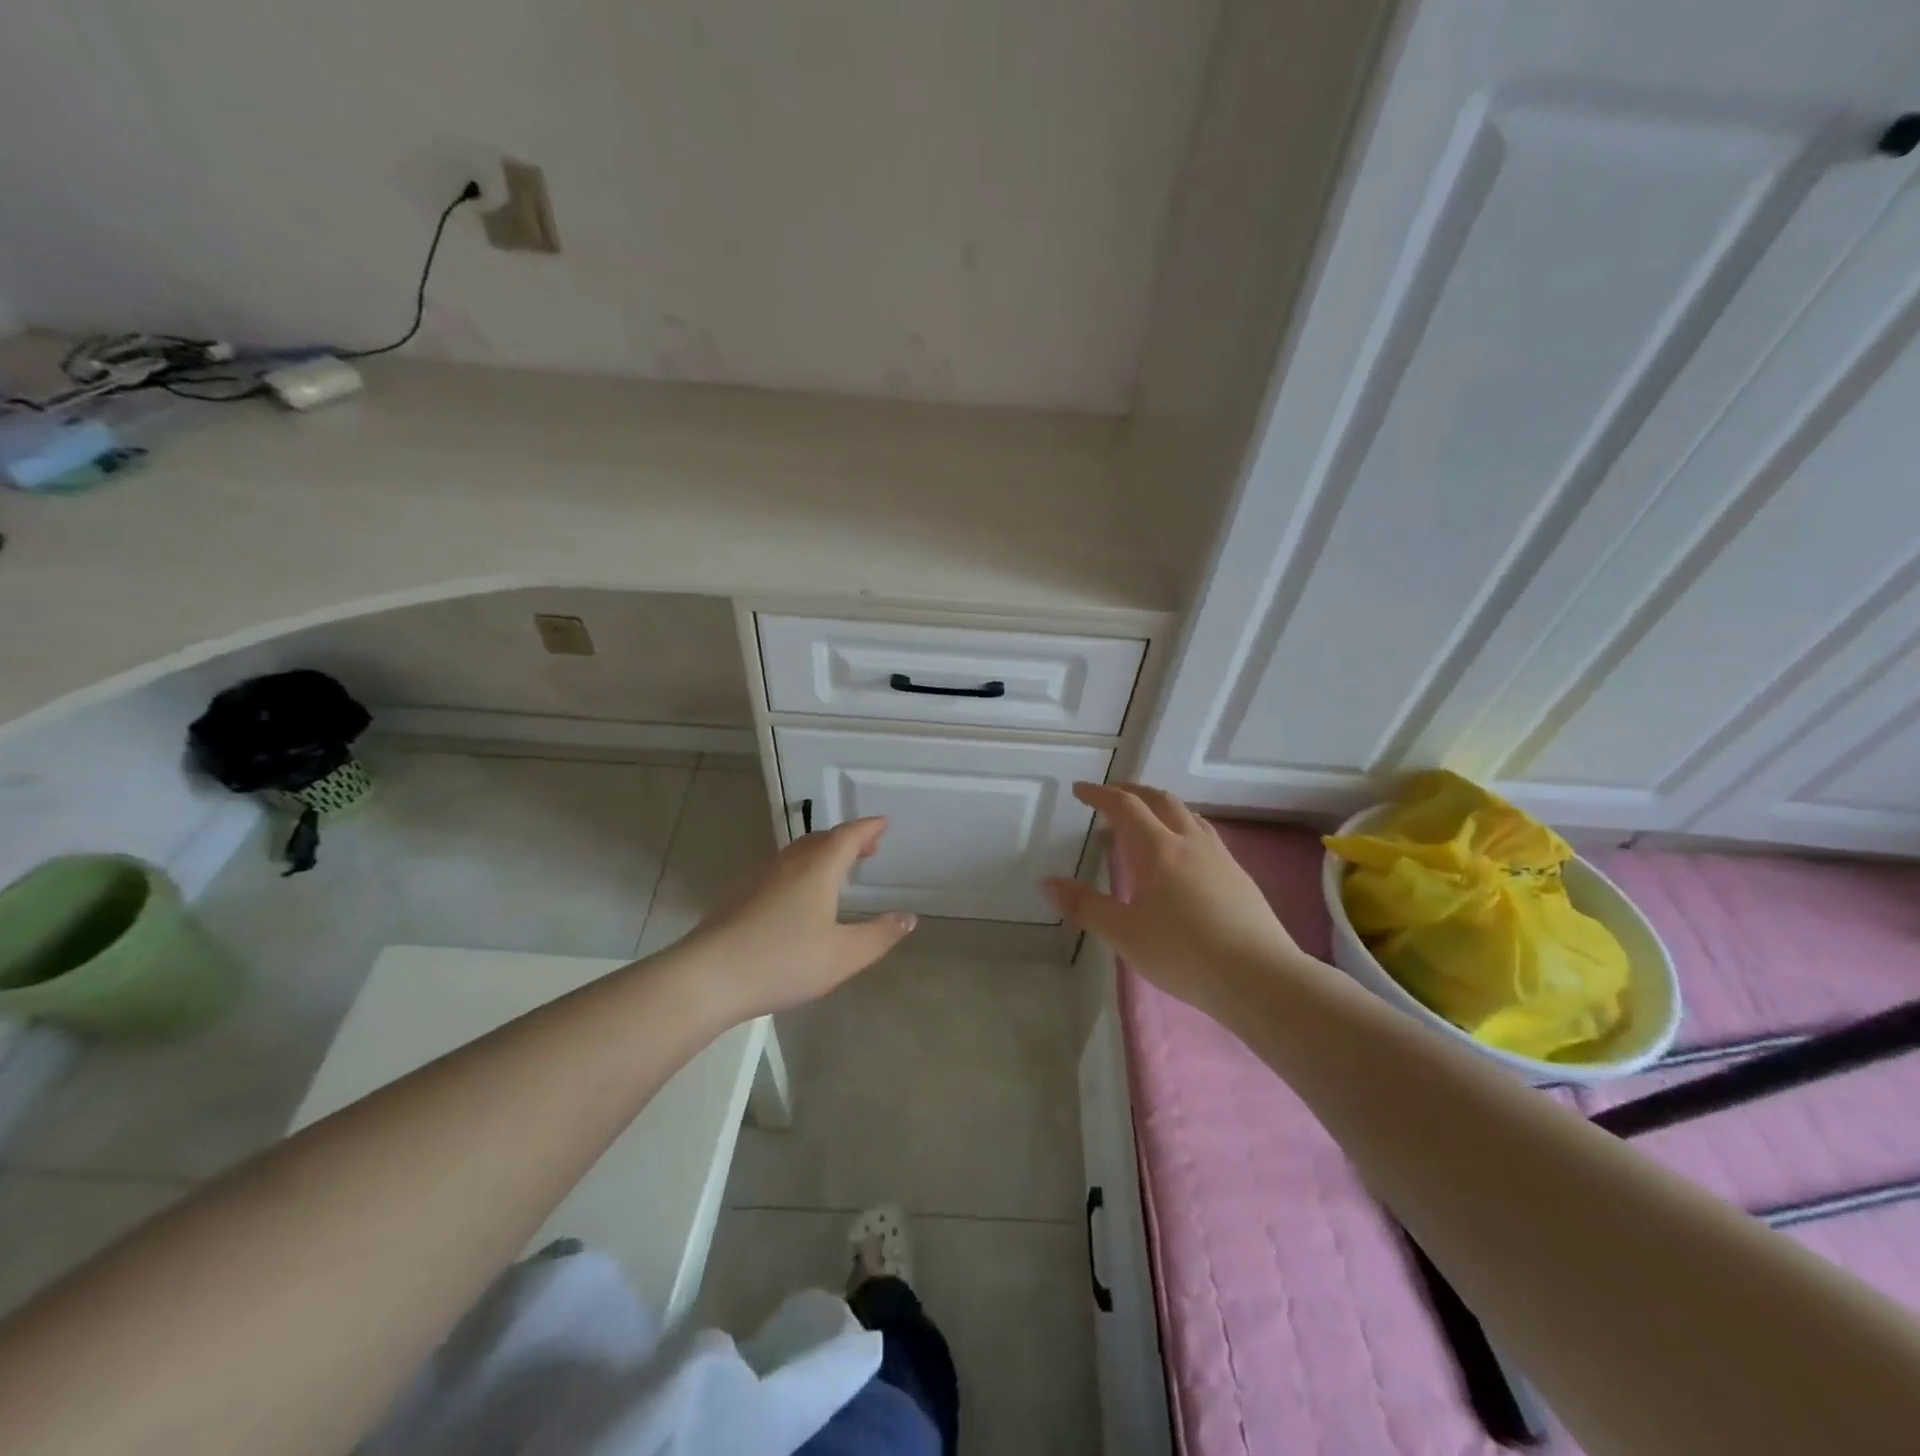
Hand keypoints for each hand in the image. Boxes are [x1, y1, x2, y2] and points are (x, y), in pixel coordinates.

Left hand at [682, 817, 915, 1018]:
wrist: (709, 977)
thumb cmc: (784, 961)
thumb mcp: (844, 955)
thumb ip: (880, 935)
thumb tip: (908, 917)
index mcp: (818, 869)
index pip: (848, 836)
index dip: (868, 828)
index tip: (883, 824)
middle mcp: (789, 864)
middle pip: (822, 840)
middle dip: (847, 839)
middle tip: (867, 847)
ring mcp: (760, 878)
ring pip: (798, 854)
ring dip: (822, 853)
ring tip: (838, 868)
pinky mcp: (740, 896)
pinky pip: (781, 870)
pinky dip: (802, 869)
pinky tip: (800, 896)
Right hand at [1044, 783, 1303, 1014]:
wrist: (1260, 978)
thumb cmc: (1183, 954)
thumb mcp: (1124, 934)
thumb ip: (1085, 906)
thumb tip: (1048, 882)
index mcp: (1158, 849)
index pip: (1125, 807)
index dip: (1100, 794)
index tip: (1080, 790)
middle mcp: (1190, 842)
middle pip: (1160, 800)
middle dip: (1132, 792)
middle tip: (1110, 797)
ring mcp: (1219, 856)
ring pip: (1187, 814)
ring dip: (1160, 807)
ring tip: (1145, 821)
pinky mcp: (1239, 875)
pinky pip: (1204, 834)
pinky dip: (1182, 827)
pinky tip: (1182, 855)